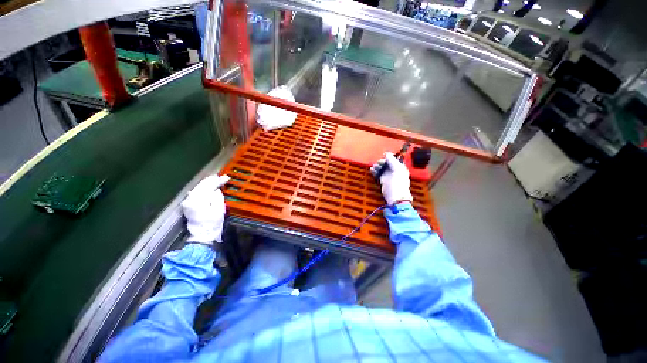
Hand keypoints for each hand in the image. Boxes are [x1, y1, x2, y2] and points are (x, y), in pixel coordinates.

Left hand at [181, 174, 229, 244]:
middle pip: (202, 185)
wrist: (202, 236)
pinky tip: (206, 186)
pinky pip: (195, 192)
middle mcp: (191, 199)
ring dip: (207, 183)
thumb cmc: (213, 223)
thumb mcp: (219, 210)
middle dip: (212, 180)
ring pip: (198, 188)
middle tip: (221, 176)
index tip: (227, 178)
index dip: (218, 181)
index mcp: (199, 200)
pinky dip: (202, 188)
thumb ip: (217, 197)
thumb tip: (216, 189)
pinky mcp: (188, 205)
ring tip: (215, 179)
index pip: (209, 186)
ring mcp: (188, 202)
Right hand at [370, 152, 412, 205]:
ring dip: (377, 166)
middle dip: (382, 162)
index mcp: (400, 167)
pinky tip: (372, 170)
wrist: (395, 196)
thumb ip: (392, 160)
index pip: (394, 159)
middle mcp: (394, 171)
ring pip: (382, 168)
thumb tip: (387, 153)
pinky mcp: (383, 180)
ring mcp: (389, 176)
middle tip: (378, 162)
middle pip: (387, 163)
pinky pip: (378, 173)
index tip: (383, 155)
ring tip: (374, 166)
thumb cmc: (398, 183)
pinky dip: (375, 171)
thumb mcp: (397, 169)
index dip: (389, 156)